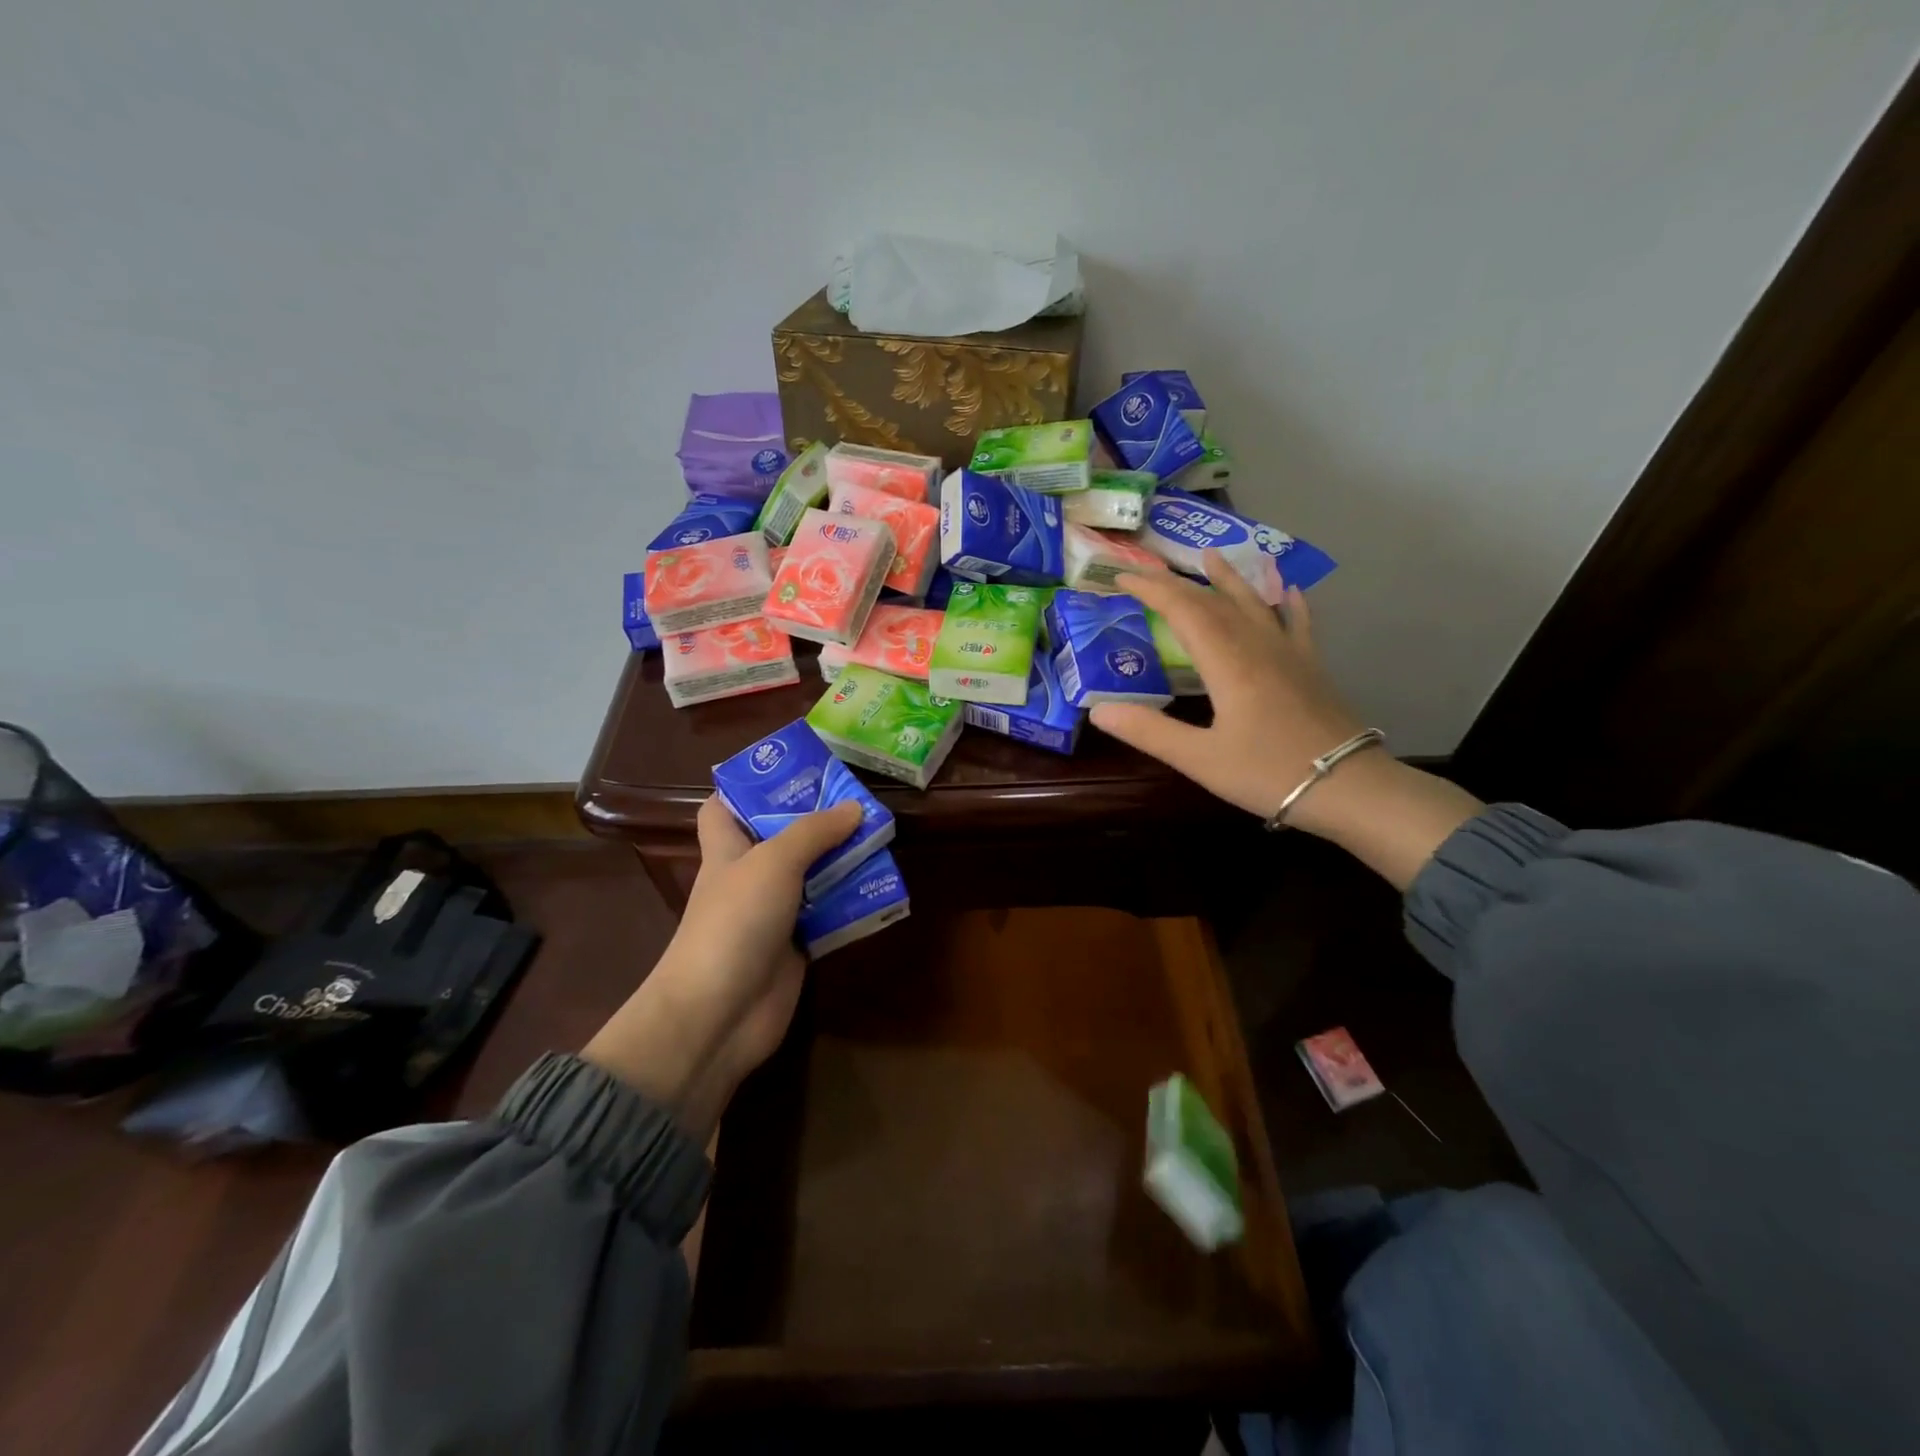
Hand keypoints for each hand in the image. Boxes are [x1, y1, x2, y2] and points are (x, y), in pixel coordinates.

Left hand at [582, 795, 861, 1138]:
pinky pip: (829, 915)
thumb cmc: (734, 921)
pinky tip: (882, 885)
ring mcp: (773, 914)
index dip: (747, 788)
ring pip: (811, 876)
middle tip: (858, 799)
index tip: (789, 773)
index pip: (722, 809)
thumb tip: (854, 807)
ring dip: (842, 860)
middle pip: (781, 838)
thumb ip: (814, 831)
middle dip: (816, 820)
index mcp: (727, 850)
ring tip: (881, 835)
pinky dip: (851, 902)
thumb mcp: (773, 862)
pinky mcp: (797, 947)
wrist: (719, 1014)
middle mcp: (749, 878)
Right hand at [1092, 551, 1484, 888]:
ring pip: (1255, 604)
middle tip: (1149, 570)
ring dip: (1230, 579)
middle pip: (1214, 602)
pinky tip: (1289, 590)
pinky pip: (1297, 624)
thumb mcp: (1200, 759)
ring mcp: (1289, 654)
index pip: (1184, 610)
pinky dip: (1289, 603)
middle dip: (1177, 583)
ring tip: (1212, 557)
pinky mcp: (1311, 669)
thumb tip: (1098, 711)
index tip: (1122, 576)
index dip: (1152, 589)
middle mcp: (1258, 646)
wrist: (1349, 789)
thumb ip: (1149, 731)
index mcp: (1228, 663)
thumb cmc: (1269, 774)